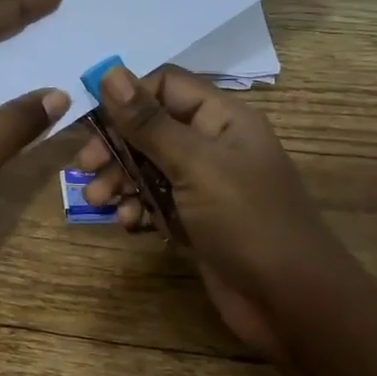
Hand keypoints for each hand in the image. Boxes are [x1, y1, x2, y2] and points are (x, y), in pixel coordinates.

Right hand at [76, 63, 343, 360]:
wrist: (292, 303)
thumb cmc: (247, 221)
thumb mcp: (195, 165)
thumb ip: (149, 122)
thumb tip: (109, 72)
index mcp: (223, 118)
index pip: (165, 85)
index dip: (127, 96)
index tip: (92, 119)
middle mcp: (213, 144)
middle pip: (151, 127)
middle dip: (115, 144)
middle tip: (84, 166)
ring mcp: (205, 185)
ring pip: (148, 166)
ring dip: (119, 179)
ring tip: (98, 200)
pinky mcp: (196, 220)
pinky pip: (156, 201)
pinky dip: (137, 208)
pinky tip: (127, 224)